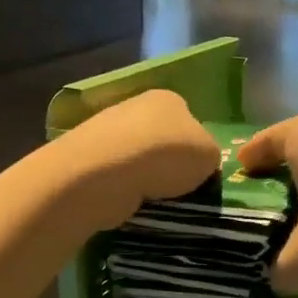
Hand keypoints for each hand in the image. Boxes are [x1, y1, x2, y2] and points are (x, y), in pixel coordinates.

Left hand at [59, 89, 221, 229]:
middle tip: (176, 189)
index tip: (196, 172)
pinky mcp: (87, 155)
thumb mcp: (209, 155)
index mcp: (169, 99)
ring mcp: (107, 128)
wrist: (107, 170)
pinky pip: (114, 173)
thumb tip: (198, 161)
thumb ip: (208, 155)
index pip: (189, 121)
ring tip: (151, 199)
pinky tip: (127, 199)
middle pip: (159, 138)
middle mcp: (136, 106)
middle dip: (166, 162)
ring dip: (143, 176)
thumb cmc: (166, 155)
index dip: (195, 148)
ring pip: (135, 156)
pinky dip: (122, 186)